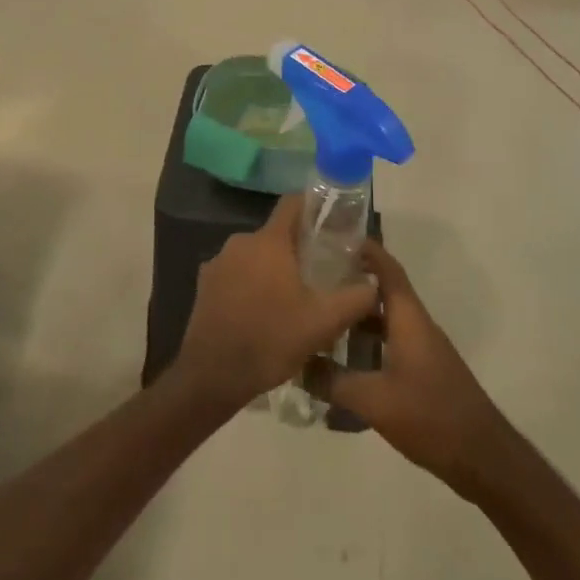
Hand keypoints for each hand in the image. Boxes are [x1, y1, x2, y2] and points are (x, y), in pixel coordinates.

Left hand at [171, 195, 377, 414]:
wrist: (212, 376)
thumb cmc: (271, 340)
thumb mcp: (324, 322)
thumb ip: (356, 298)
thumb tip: (374, 284)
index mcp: (268, 241)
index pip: (293, 204)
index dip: (314, 208)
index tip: (333, 224)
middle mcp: (240, 242)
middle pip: (276, 234)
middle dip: (298, 249)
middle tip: (320, 274)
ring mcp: (218, 262)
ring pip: (256, 256)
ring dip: (273, 270)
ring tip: (293, 300)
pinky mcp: (205, 284)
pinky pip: (236, 274)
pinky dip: (251, 285)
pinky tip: (263, 314)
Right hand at [311, 246, 512, 497]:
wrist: (482, 457)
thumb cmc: (430, 416)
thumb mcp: (374, 401)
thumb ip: (332, 381)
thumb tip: (296, 364)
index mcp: (409, 318)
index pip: (387, 269)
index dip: (364, 249)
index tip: (333, 236)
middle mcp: (416, 324)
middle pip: (382, 290)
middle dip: (350, 280)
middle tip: (313, 277)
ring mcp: (421, 348)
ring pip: (384, 318)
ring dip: (356, 314)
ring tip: (319, 313)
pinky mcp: (422, 371)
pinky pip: (389, 341)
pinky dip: (365, 341)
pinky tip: (342, 359)